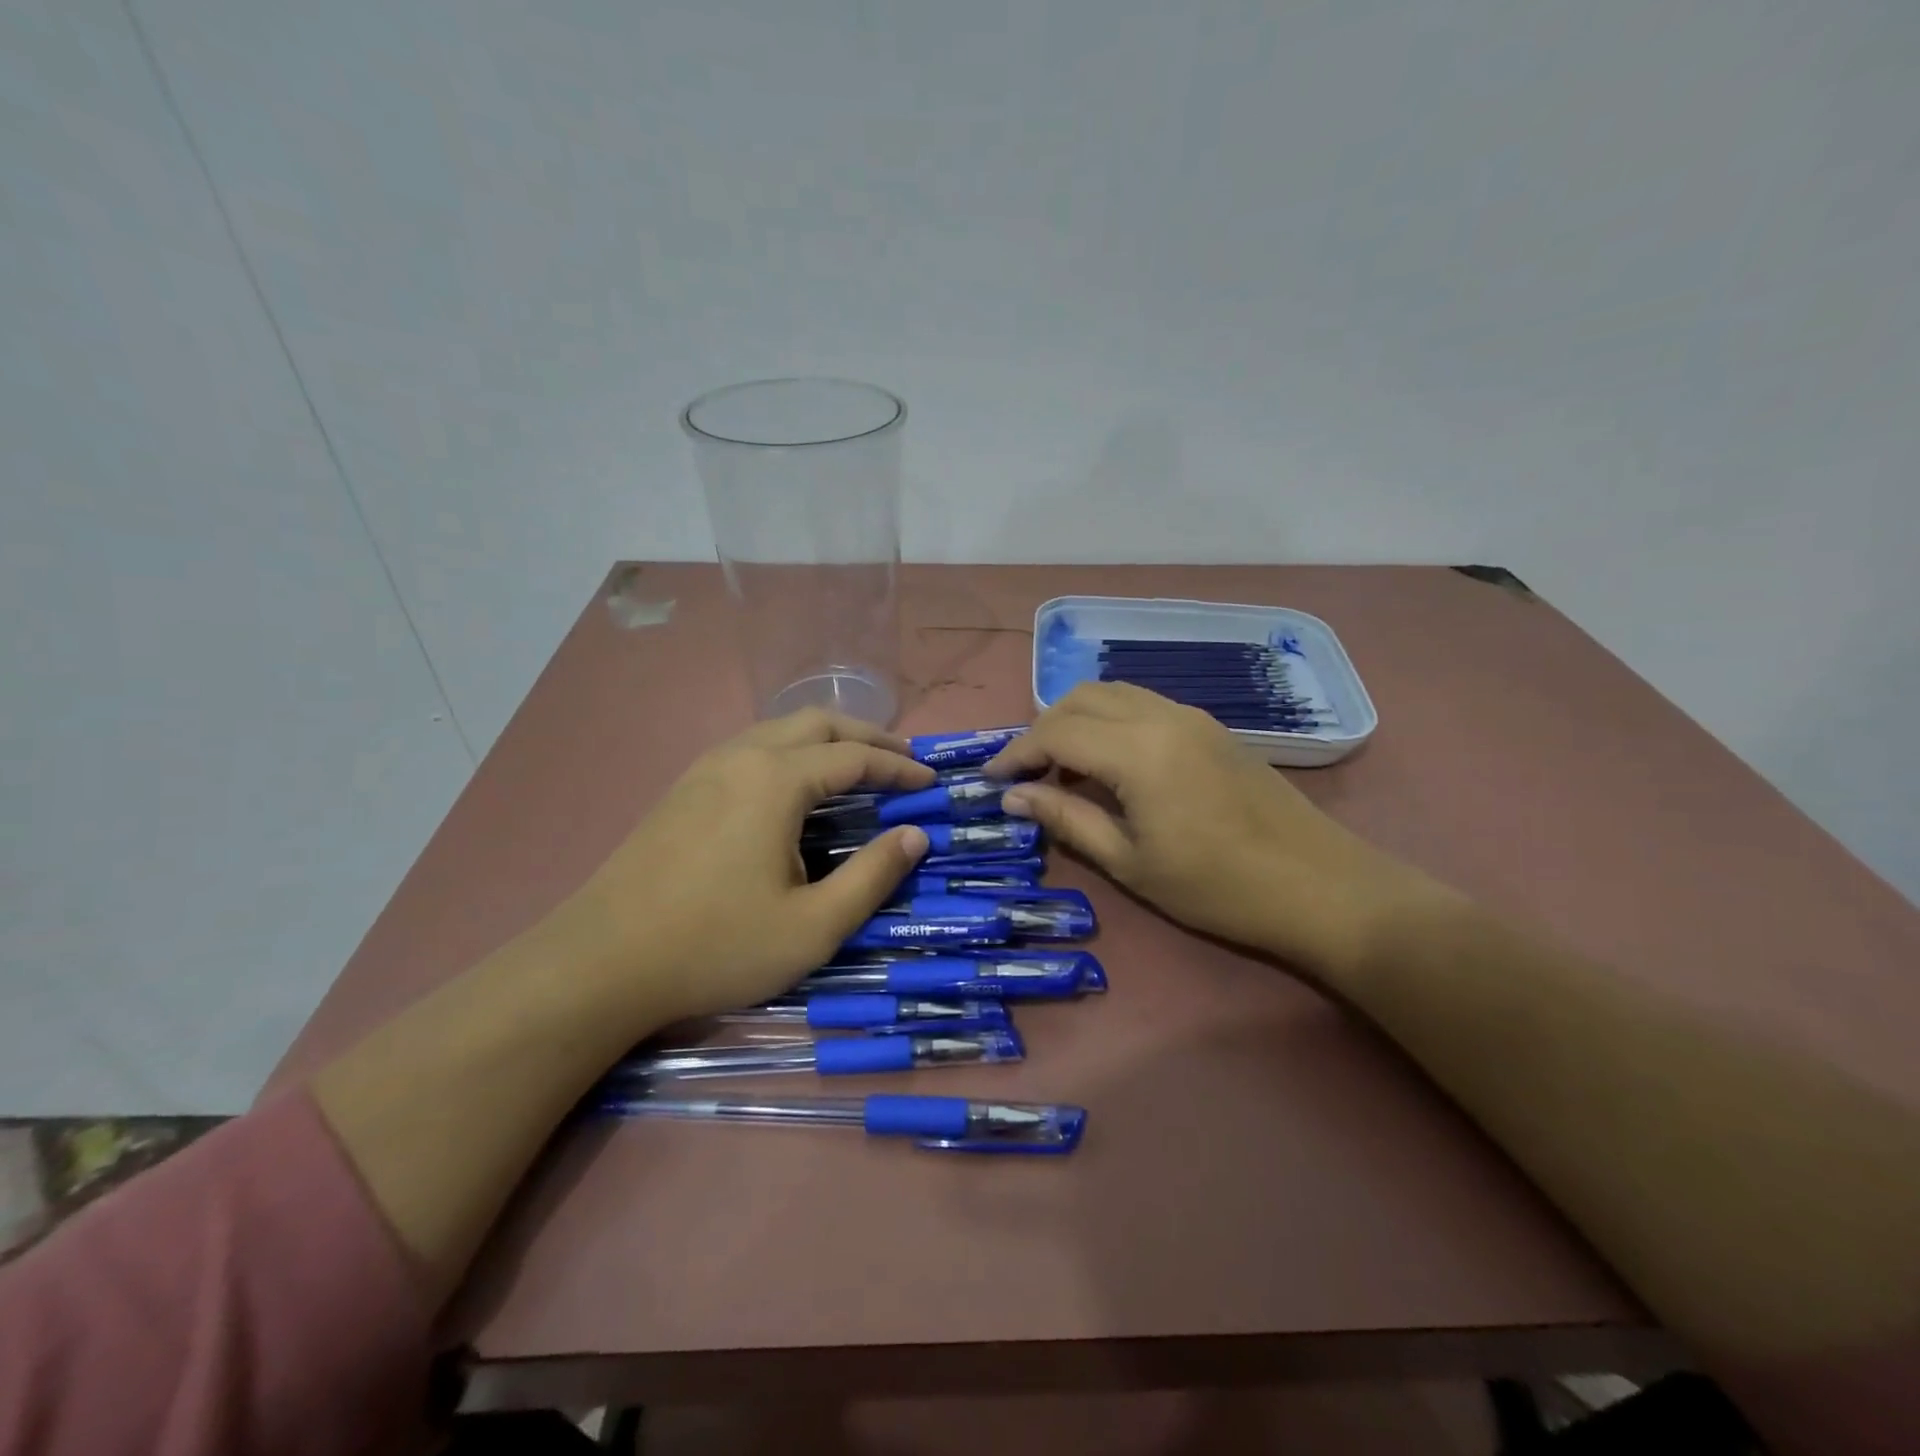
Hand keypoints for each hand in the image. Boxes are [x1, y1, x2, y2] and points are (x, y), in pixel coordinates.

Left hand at [565, 709, 932, 1025]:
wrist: (601, 964)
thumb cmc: (716, 946)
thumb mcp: (812, 926)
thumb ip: (872, 876)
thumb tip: (915, 836)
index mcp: (776, 780)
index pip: (855, 757)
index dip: (899, 767)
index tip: (930, 782)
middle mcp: (742, 756)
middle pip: (818, 722)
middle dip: (867, 736)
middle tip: (903, 760)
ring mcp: (706, 768)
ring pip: (780, 730)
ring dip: (827, 740)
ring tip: (857, 767)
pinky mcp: (684, 788)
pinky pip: (753, 748)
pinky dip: (793, 752)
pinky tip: (797, 788)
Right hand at [986, 684, 1430, 979]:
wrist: (1320, 886)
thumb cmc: (1217, 886)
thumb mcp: (1130, 862)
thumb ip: (1067, 818)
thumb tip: (1013, 795)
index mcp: (1138, 749)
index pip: (1055, 732)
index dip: (1015, 753)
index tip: (990, 781)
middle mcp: (1161, 715)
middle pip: (1079, 698)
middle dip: (1041, 730)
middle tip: (1026, 776)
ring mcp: (1190, 716)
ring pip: (1111, 693)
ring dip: (1076, 720)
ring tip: (1064, 771)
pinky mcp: (1209, 726)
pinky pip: (1141, 704)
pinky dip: (1109, 722)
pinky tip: (1110, 765)